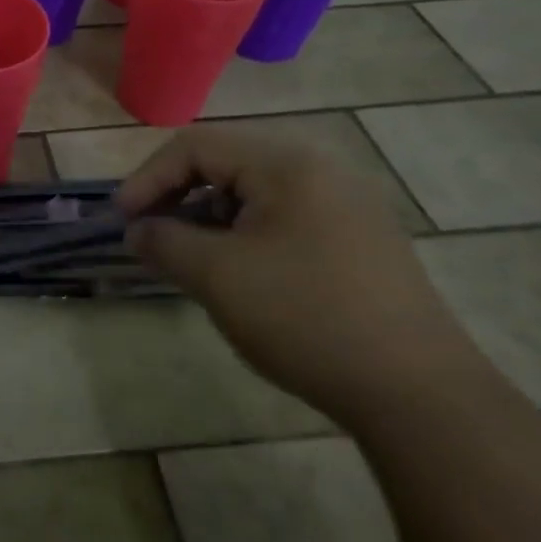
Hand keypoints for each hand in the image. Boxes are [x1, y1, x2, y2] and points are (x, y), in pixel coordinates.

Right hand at [116, 124, 486, 426]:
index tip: (122, 220)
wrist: (418, 394)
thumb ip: (164, 241)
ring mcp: (347, 206)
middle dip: (177, 196)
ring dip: (208, 217)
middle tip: (149, 234)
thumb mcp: (216, 276)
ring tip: (187, 257)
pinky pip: (284, 218)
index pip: (196, 147)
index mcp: (287, 164)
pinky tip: (237, 273)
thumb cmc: (305, 318)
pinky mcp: (359, 241)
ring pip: (254, 193)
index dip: (149, 178)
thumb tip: (138, 230)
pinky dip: (244, 234)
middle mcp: (321, 170)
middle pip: (226, 163)